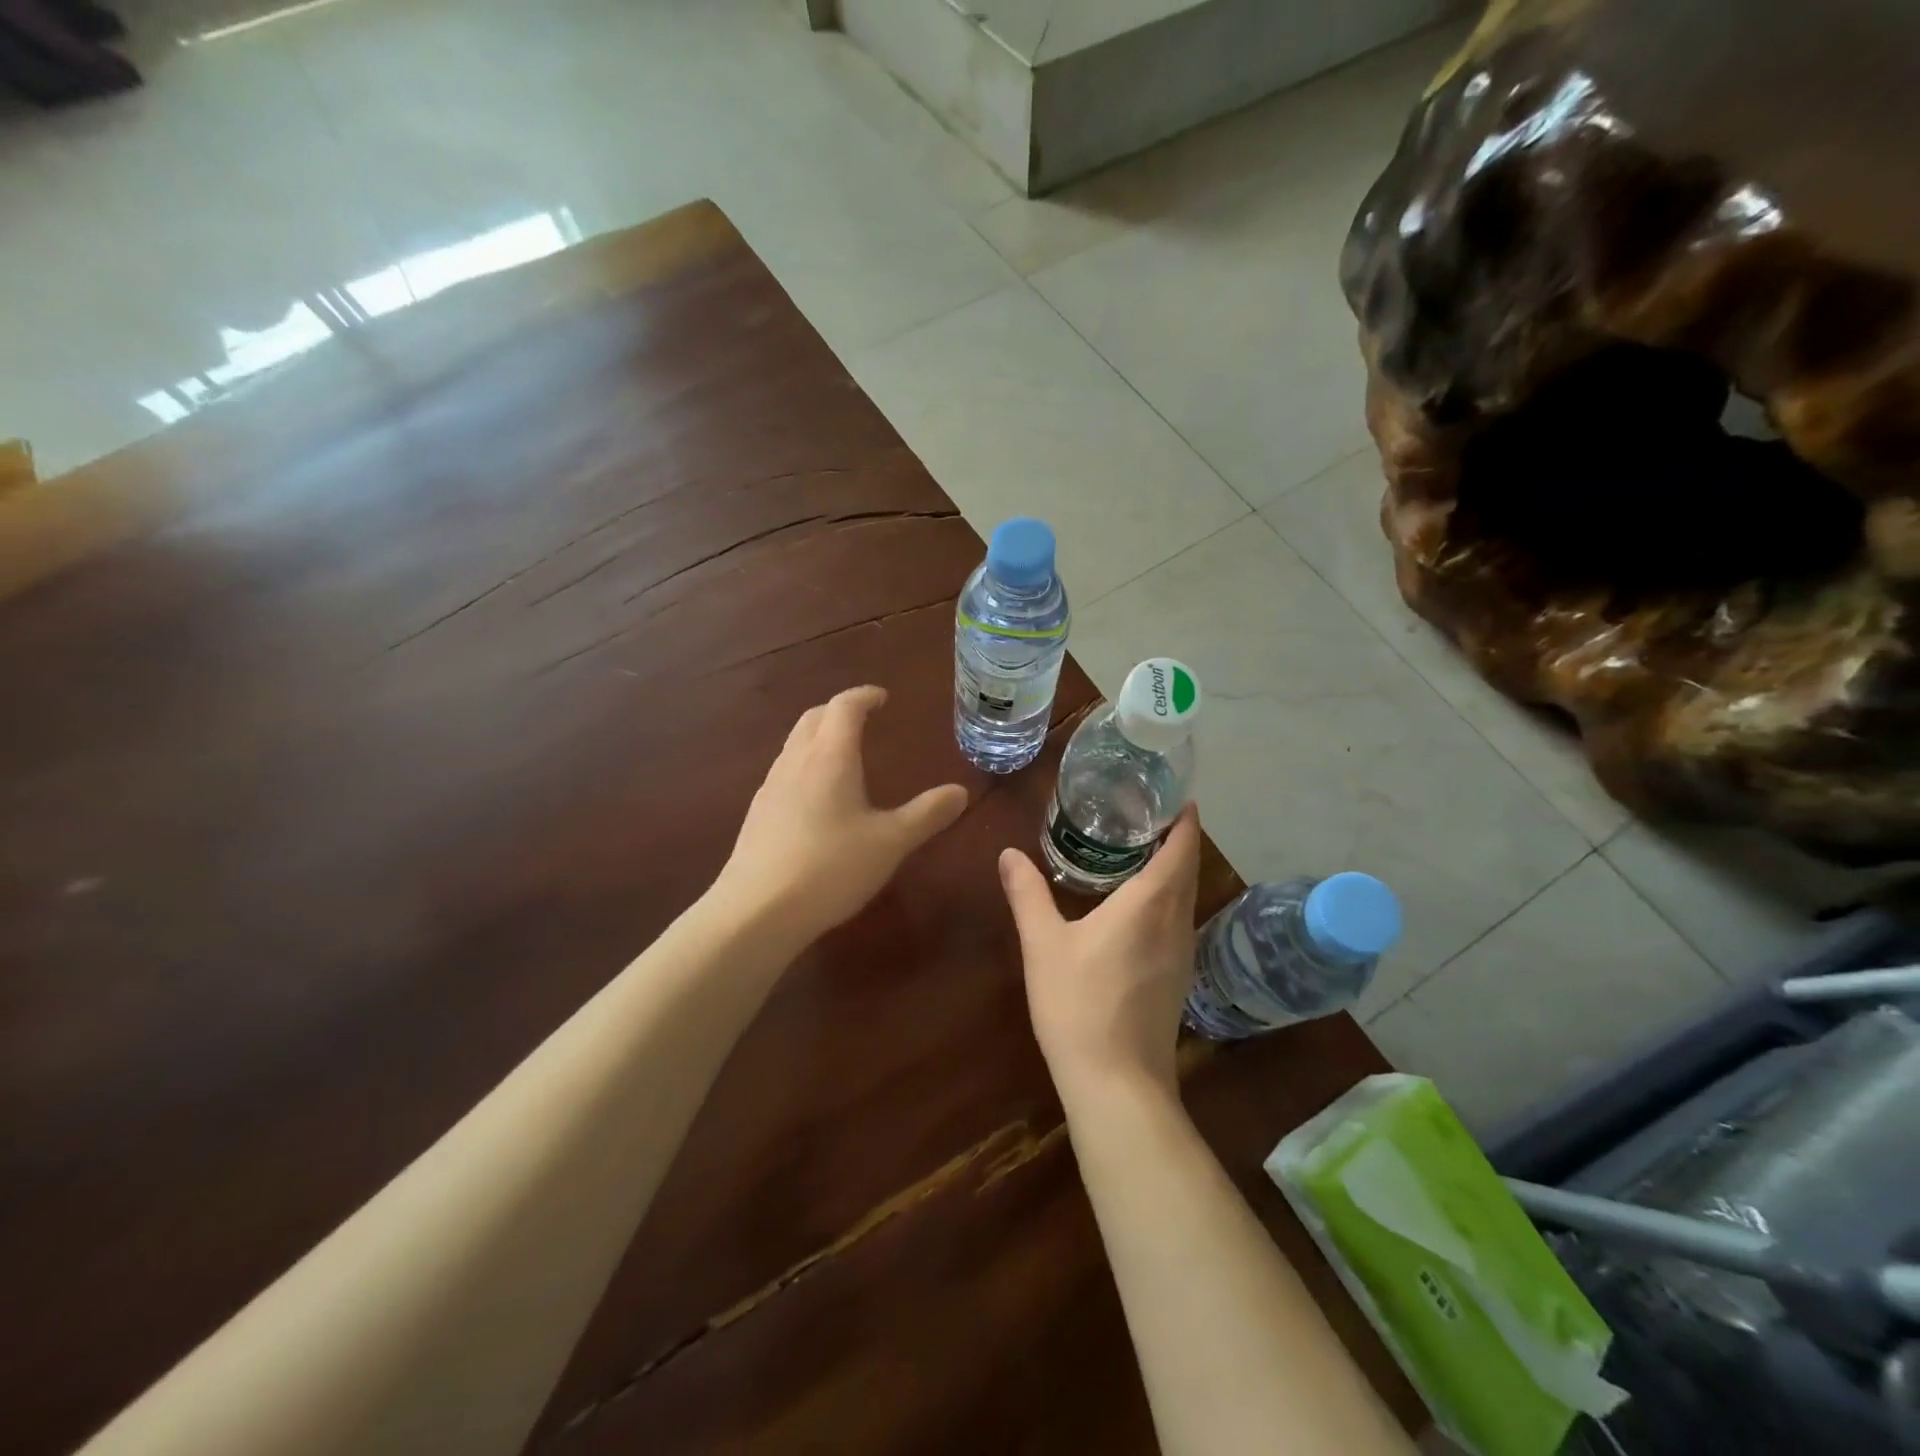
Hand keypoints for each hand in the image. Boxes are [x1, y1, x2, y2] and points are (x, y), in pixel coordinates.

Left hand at [716, 685, 967, 946]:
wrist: (757, 910)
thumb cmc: (831, 868)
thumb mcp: (890, 842)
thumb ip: (927, 814)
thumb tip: (960, 791)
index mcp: (831, 757)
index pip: (844, 707)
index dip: (864, 696)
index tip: (882, 698)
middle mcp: (796, 761)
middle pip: (814, 717)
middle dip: (838, 711)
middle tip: (863, 720)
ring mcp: (771, 786)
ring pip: (794, 743)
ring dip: (818, 736)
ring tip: (842, 755)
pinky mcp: (757, 813)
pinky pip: (783, 771)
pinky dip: (804, 764)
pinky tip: (815, 798)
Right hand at [998, 805, 1201, 1103]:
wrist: (1116, 1084)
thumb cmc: (1079, 1004)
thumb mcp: (1043, 944)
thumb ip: (1027, 894)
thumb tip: (1008, 853)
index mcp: (1150, 904)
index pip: (1181, 848)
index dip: (1184, 819)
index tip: (1176, 795)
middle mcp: (1176, 923)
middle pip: (1188, 870)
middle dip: (1178, 839)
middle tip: (1148, 813)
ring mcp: (1182, 954)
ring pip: (1186, 898)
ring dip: (1175, 870)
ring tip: (1142, 850)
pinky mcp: (1178, 979)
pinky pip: (1179, 921)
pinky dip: (1168, 898)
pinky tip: (1139, 906)